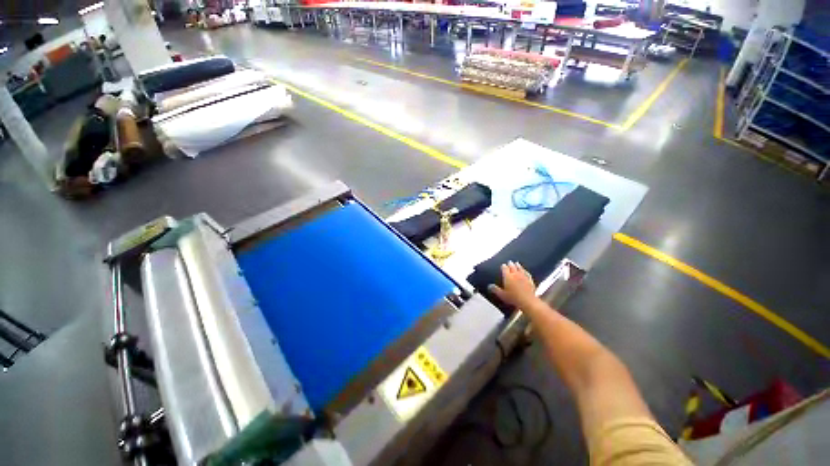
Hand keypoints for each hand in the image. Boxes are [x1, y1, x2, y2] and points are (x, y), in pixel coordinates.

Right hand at [489, 261, 536, 308]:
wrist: (527, 301)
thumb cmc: (513, 298)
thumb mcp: (501, 295)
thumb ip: (495, 289)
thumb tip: (489, 286)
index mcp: (508, 277)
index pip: (505, 269)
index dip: (503, 266)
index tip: (503, 265)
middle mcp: (515, 274)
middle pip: (512, 267)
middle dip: (510, 264)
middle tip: (509, 261)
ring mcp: (524, 277)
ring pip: (520, 269)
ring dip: (518, 266)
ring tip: (517, 263)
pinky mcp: (530, 280)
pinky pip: (527, 274)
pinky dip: (526, 271)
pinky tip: (525, 271)